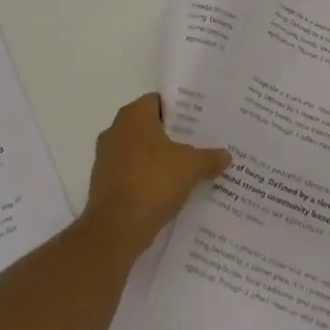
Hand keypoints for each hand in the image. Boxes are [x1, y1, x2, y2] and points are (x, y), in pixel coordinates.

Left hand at [83, 94, 230, 256]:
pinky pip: (130, 173)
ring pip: (139, 151)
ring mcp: (106, 157)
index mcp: (134, 116)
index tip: (198, 121)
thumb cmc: (153, 182)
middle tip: (198, 144)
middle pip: (148, 126)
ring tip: (186, 169)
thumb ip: (210, 158)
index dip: (179, 110)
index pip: (158, 101)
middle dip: (171, 135)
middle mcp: (115, 130)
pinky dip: (146, 178)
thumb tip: (226, 155)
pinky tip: (166, 191)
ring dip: (158, 159)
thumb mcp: (191, 167)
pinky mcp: (102, 183)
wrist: (115, 229)